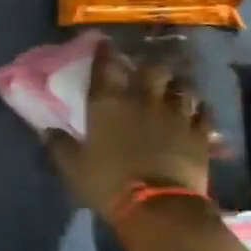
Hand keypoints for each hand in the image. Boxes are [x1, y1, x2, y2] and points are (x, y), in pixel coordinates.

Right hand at [45, 42, 214, 221]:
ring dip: (177, 84)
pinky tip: (196, 111)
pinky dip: (199, 108)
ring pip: (182, 85)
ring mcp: (176, 114)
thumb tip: (46, 130)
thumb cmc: (108, 183)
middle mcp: (143, 99)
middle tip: (146, 70)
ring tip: (173, 87)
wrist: (157, 206)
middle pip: (152, 68)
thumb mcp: (73, 167)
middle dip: (148, 66)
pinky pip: (204, 111)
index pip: (105, 67)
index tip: (104, 44)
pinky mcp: (200, 133)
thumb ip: (59, 145)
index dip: (104, 53)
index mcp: (108, 104)